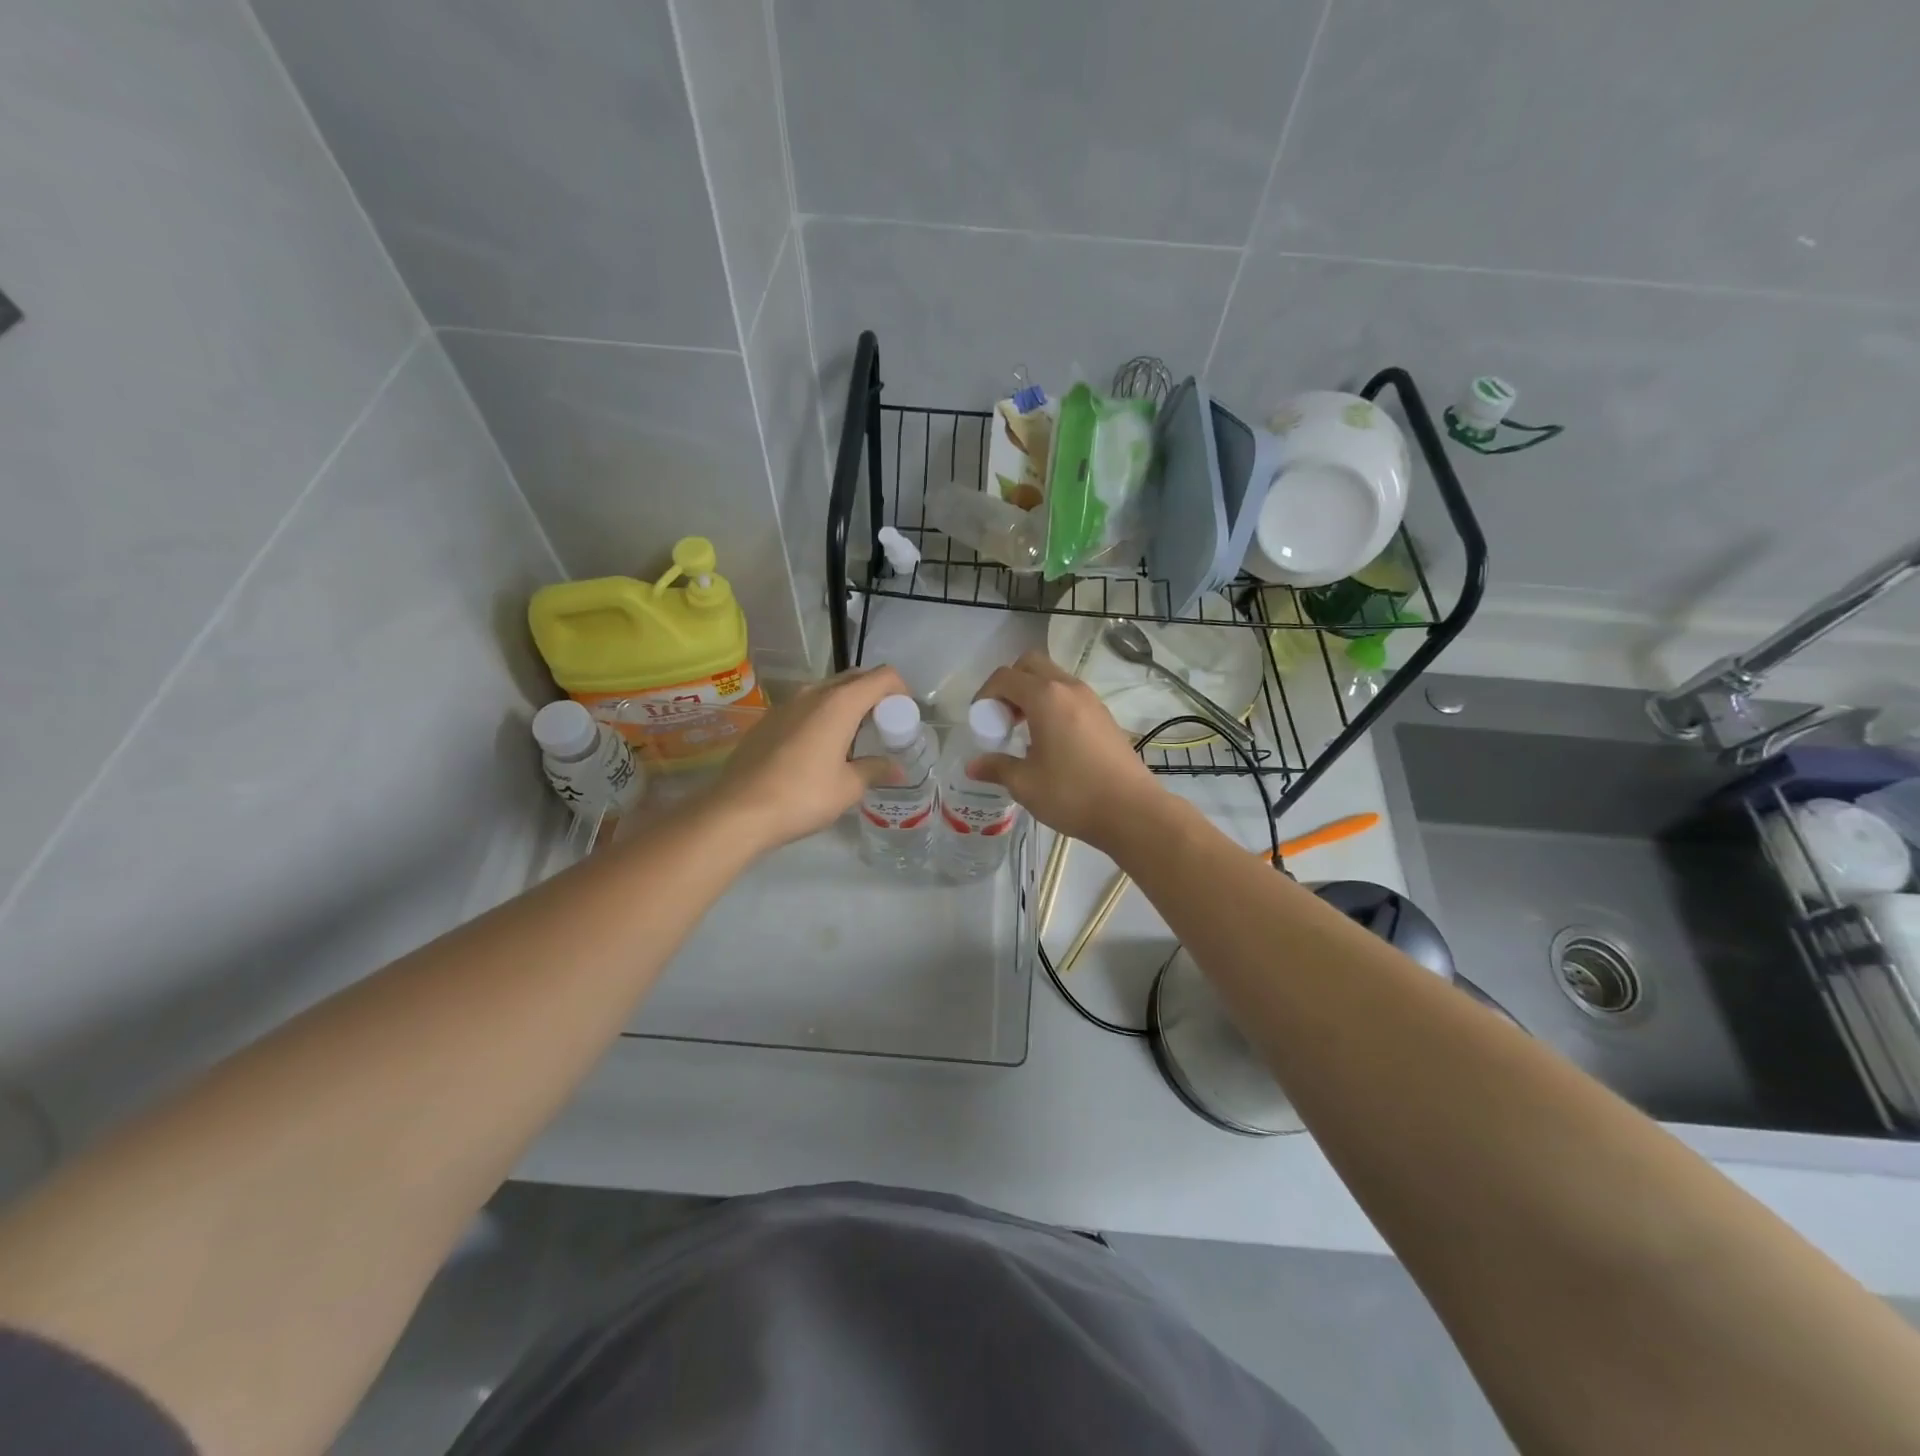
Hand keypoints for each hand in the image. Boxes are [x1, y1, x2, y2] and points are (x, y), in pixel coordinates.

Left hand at [708, 666, 907, 853]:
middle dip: (874, 695)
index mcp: (840, 703)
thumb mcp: (848, 787)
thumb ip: (874, 769)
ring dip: (846, 705)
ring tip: (852, 740)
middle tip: (882, 727)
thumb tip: (894, 768)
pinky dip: (821, 717)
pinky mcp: (768, 720)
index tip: (904, 716)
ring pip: (827, 691)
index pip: (882, 677)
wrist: (738, 811)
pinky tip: (818, 750)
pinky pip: (805, 707)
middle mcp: (813, 694)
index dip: (899, 690)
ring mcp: (786, 704)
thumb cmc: (803, 796)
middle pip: (854, 678)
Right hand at [967, 651, 1165, 852]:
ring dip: (1032, 694)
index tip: (981, 722)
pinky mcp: (1104, 715)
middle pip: (1031, 664)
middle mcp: (1069, 688)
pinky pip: (1070, 695)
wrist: (1132, 810)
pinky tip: (1050, 741)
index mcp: (1046, 697)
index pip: (1005, 677)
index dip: (985, 694)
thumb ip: (997, 768)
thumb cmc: (1072, 794)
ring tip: (1024, 731)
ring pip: (1053, 678)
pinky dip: (1052, 704)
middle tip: (1002, 718)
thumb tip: (973, 766)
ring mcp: (1091, 700)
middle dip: (1010, 684)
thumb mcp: (1025, 784)